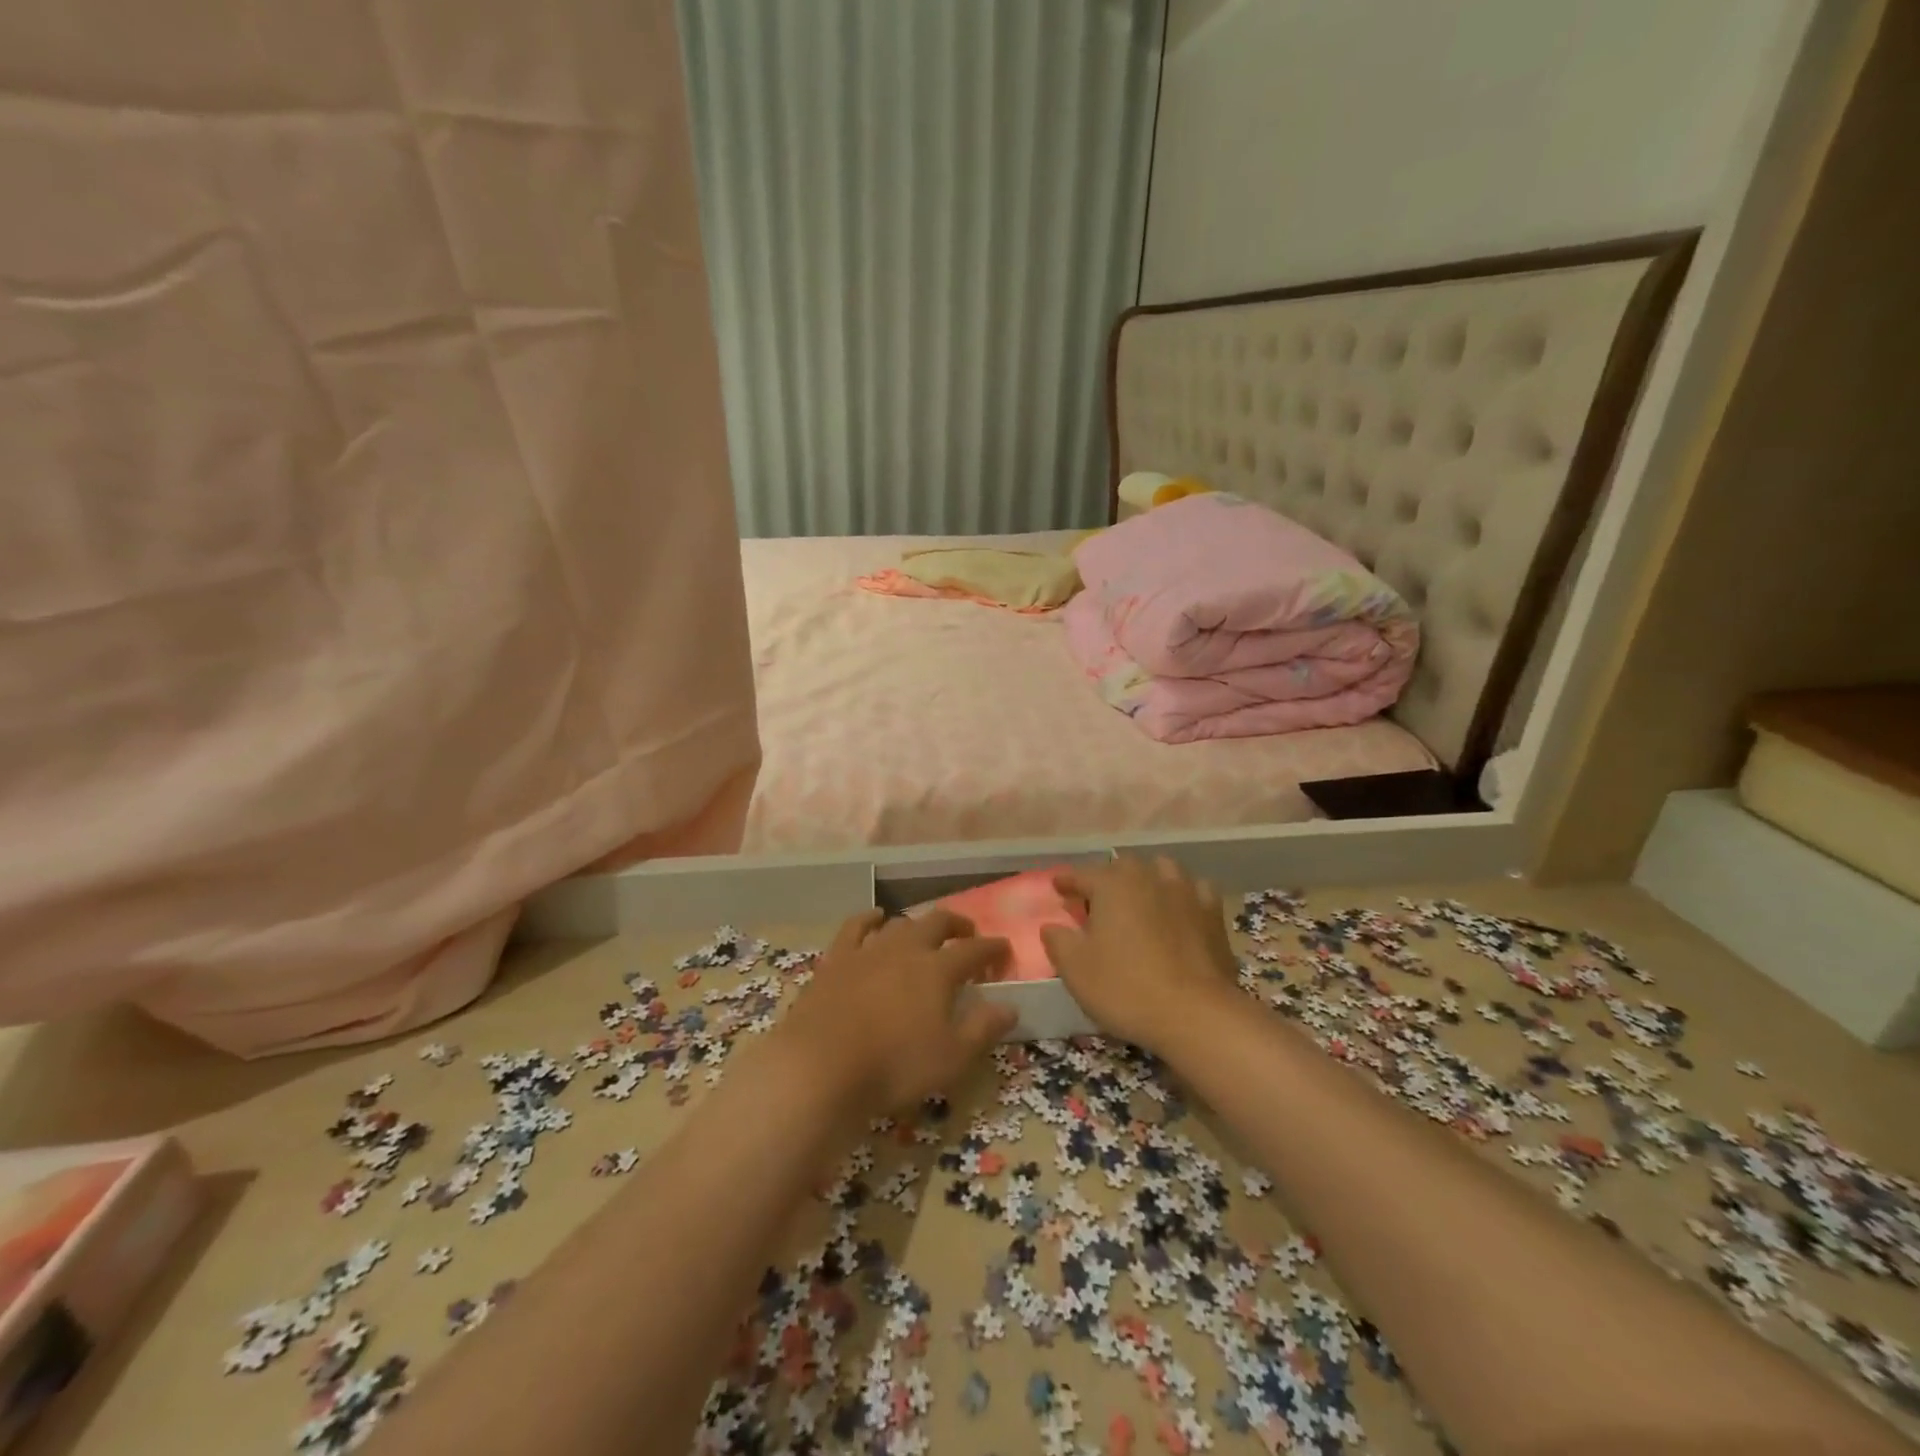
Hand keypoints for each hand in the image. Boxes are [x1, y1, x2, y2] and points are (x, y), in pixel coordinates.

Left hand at [773, 908, 1017, 1114]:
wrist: (820, 1066)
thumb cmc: (893, 1066)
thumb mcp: (950, 1058)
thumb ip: (982, 1029)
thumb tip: (1010, 1006)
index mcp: (938, 970)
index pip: (974, 950)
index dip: (992, 948)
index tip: (1004, 949)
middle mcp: (906, 949)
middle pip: (937, 923)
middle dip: (957, 924)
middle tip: (968, 933)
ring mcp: (868, 950)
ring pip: (900, 923)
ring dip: (918, 923)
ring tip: (925, 932)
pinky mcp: (836, 959)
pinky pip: (855, 926)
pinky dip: (869, 918)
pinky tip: (876, 918)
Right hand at [1041, 856, 1239, 1056]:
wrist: (1196, 1014)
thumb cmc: (1126, 988)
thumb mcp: (1076, 970)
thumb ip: (1058, 941)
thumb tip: (1051, 926)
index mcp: (1112, 885)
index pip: (1082, 874)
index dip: (1067, 881)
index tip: (1057, 887)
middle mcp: (1148, 877)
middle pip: (1123, 867)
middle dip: (1107, 879)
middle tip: (1097, 901)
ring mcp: (1185, 892)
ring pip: (1162, 870)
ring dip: (1147, 879)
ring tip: (1140, 898)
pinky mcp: (1213, 914)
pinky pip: (1194, 890)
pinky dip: (1182, 895)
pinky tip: (1179, 910)